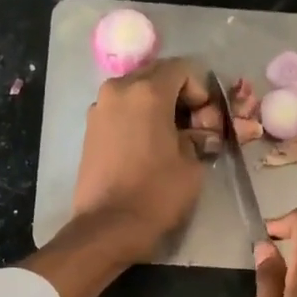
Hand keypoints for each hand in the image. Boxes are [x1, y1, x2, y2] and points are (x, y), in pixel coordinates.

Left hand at [70, 58, 216, 262]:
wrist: (108, 227)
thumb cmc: (156, 194)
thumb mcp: (191, 165)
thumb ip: (199, 137)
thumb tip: (199, 133)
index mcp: (148, 92)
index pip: (182, 69)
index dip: (201, 91)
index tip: (206, 121)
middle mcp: (119, 90)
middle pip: (156, 76)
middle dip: (179, 96)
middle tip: (192, 128)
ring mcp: (99, 108)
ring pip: (136, 93)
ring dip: (157, 107)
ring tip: (170, 139)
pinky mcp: (90, 129)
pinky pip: (121, 111)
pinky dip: (137, 119)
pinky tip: (147, 147)